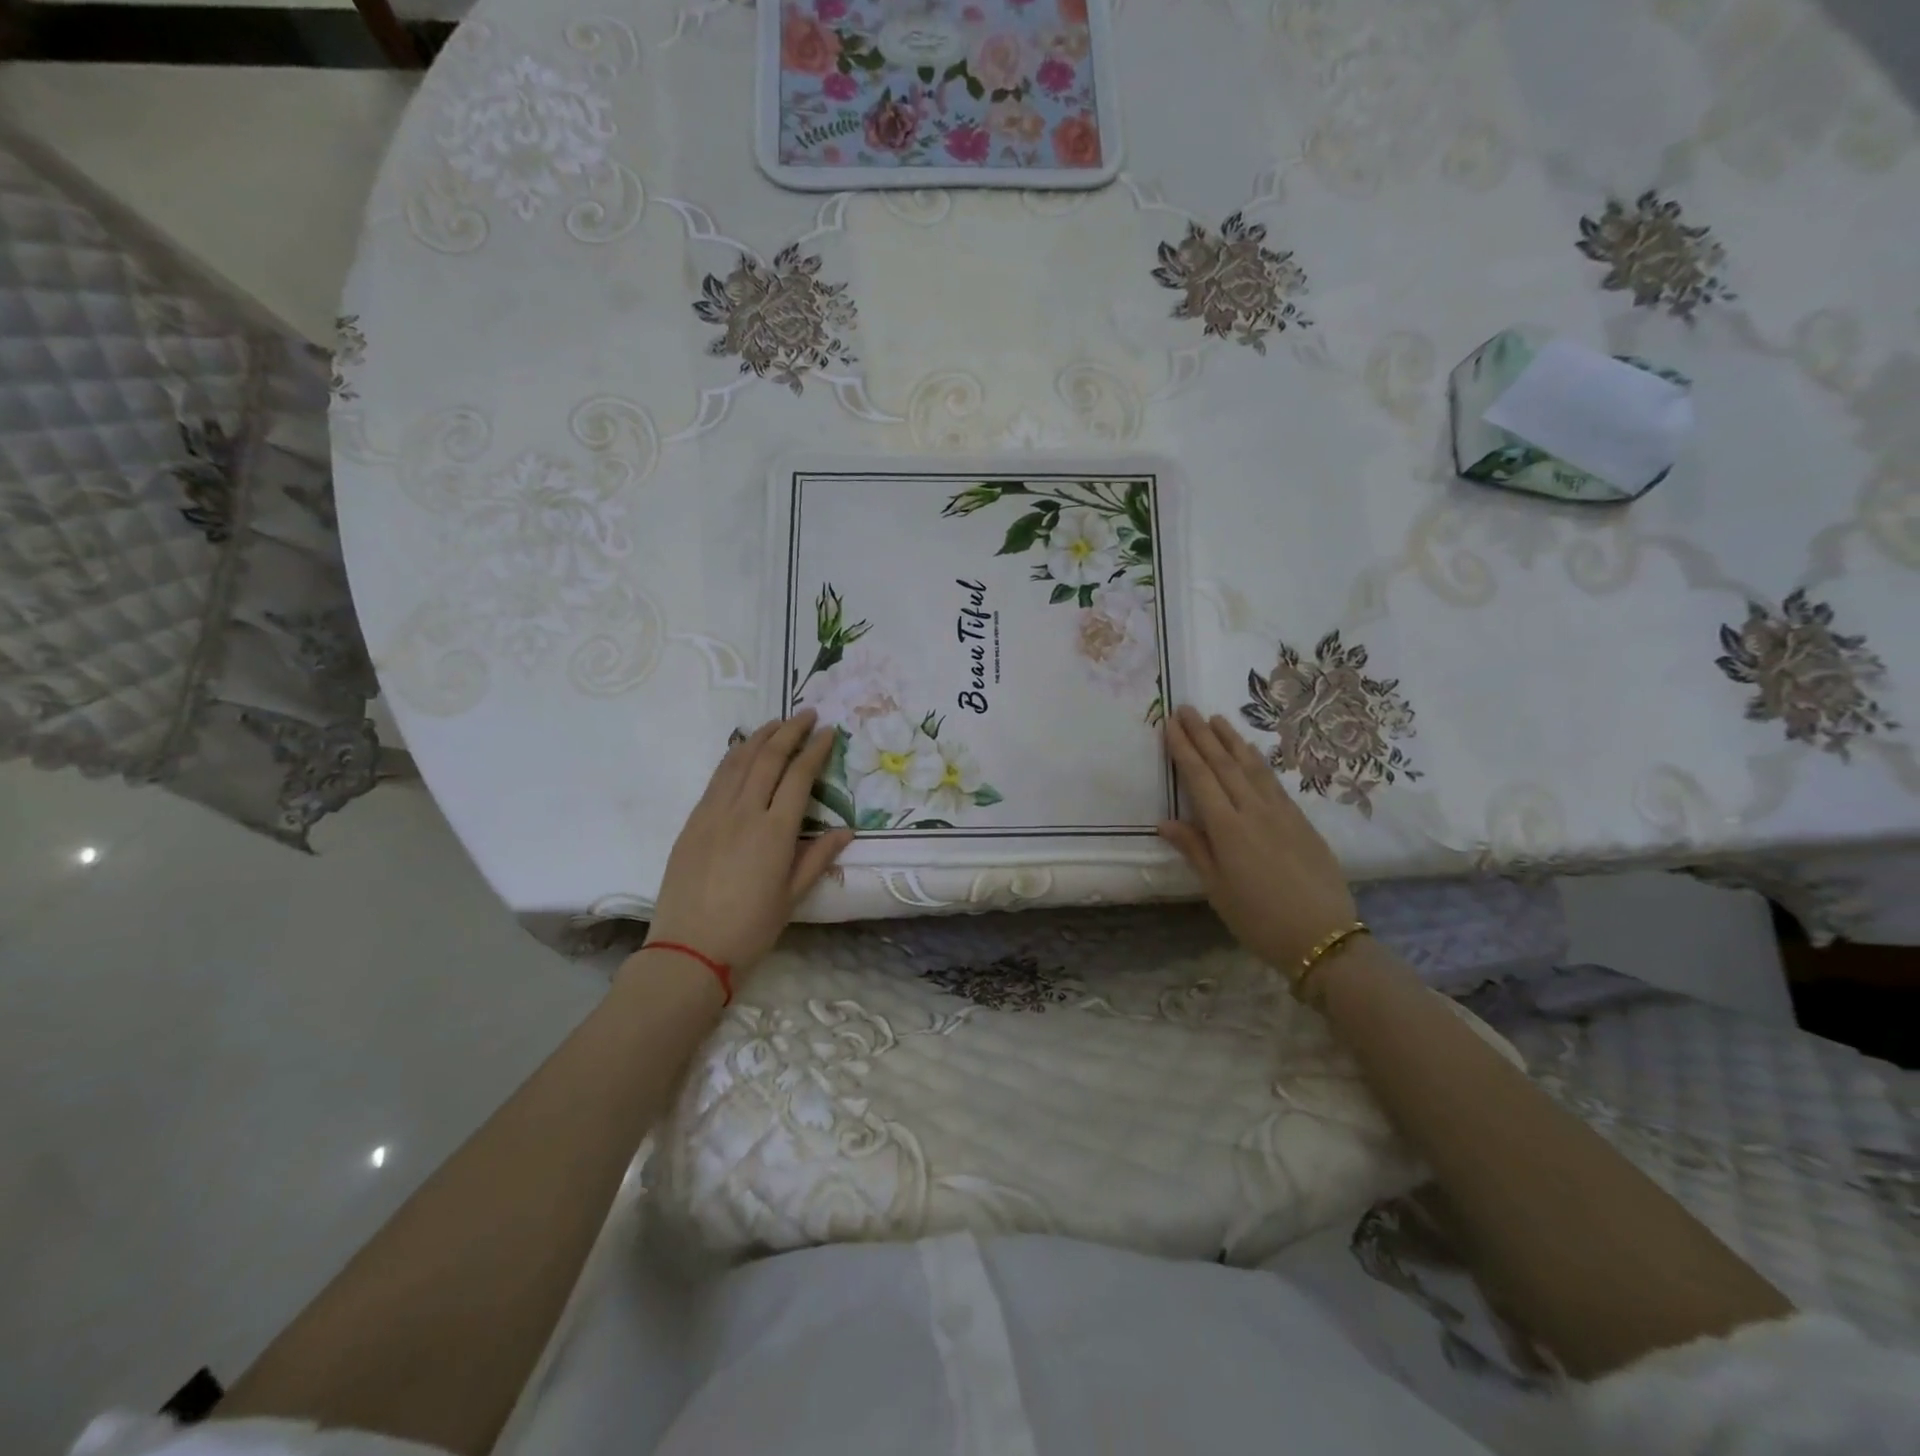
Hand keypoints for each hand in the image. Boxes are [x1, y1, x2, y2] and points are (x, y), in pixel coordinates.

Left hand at [645, 711, 852, 976]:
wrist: (689, 949)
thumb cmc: (749, 928)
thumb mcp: (792, 896)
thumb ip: (818, 857)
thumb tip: (846, 830)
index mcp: (775, 832)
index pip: (799, 777)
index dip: (815, 750)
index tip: (828, 732)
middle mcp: (744, 812)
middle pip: (769, 758)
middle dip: (790, 731)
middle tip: (808, 713)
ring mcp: (714, 813)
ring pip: (739, 761)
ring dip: (761, 736)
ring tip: (777, 722)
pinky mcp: (693, 820)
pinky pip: (717, 777)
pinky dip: (733, 756)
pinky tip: (742, 749)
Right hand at [1157, 705, 1357, 969]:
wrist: (1323, 937)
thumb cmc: (1259, 919)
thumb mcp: (1217, 890)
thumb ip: (1194, 849)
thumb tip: (1165, 821)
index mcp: (1227, 829)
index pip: (1200, 779)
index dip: (1184, 750)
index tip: (1170, 725)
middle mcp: (1253, 811)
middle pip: (1224, 765)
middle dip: (1203, 735)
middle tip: (1187, 709)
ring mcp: (1281, 813)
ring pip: (1251, 767)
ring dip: (1231, 740)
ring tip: (1217, 718)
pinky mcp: (1301, 820)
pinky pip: (1273, 781)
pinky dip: (1258, 761)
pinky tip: (1251, 751)